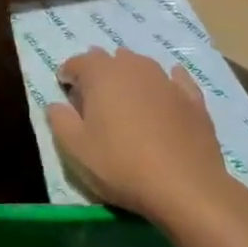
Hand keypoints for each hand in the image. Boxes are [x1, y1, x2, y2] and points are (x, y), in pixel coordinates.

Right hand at [47, 48, 228, 224]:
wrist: (186, 187)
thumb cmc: (121, 165)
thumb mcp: (75, 149)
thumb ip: (59, 121)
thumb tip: (55, 104)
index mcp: (101, 74)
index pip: (77, 62)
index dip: (67, 75)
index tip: (65, 92)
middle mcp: (133, 67)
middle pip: (110, 59)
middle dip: (98, 73)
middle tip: (93, 100)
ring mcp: (166, 80)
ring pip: (141, 66)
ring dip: (129, 76)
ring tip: (126, 99)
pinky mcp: (192, 98)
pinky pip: (175, 80)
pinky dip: (166, 83)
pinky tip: (166, 93)